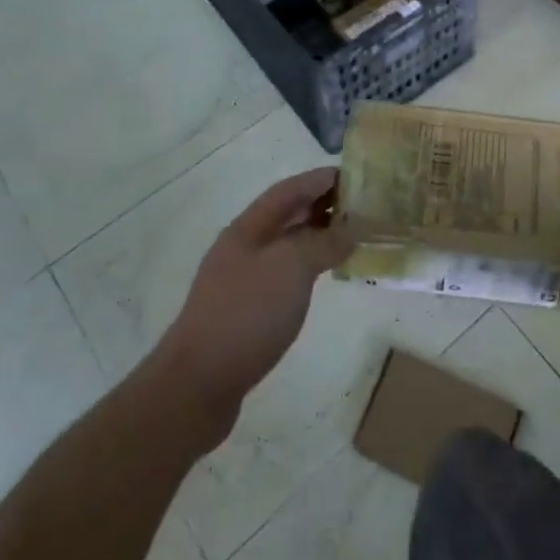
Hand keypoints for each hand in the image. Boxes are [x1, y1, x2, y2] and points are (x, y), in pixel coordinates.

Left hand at [155, 168, 354, 449]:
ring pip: (286, 246)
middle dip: (322, 206)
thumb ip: (323, 242)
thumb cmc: (246, 313)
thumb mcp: (291, 267)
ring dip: (317, 237)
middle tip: (361, 206)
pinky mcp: (246, 312)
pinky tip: (325, 277)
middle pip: (287, 215)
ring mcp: (242, 280)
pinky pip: (285, 274)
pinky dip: (308, 267)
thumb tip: (350, 231)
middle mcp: (243, 247)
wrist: (198, 384)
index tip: (354, 175)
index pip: (288, 190)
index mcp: (248, 228)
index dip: (319, 179)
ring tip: (351, 237)